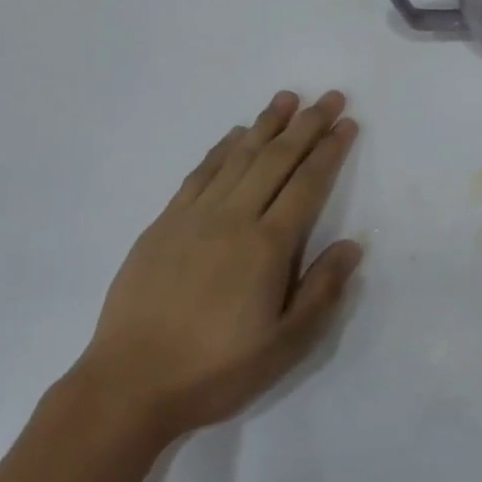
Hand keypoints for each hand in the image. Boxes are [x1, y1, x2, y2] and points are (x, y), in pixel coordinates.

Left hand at [79, 89, 361, 437]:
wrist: (129, 384)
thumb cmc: (216, 369)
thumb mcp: (285, 344)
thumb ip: (322, 291)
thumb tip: (352, 244)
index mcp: (267, 245)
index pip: (307, 184)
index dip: (330, 151)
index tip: (347, 123)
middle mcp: (233, 218)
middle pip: (276, 159)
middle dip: (306, 125)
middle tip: (328, 97)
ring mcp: (194, 217)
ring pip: (238, 157)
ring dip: (265, 125)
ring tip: (286, 98)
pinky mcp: (164, 224)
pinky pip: (199, 174)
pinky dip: (221, 148)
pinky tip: (235, 136)